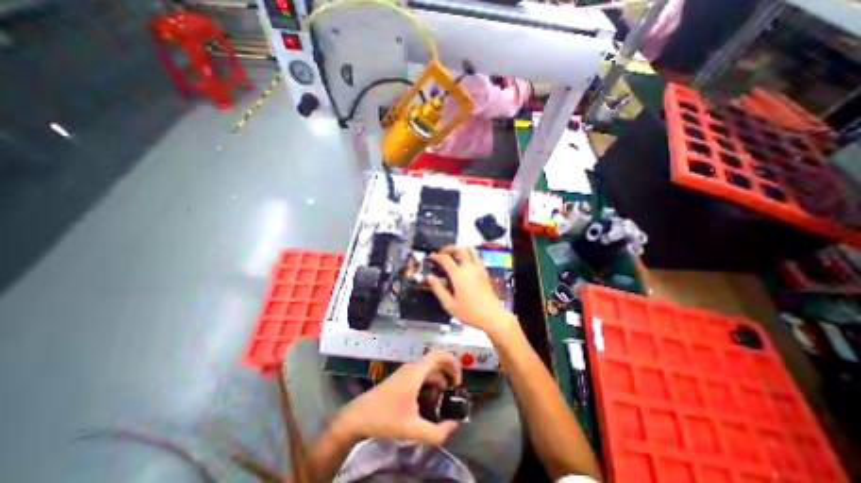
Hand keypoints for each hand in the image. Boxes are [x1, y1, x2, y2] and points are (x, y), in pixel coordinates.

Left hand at [333, 349, 460, 446]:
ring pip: (428, 368)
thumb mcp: (412, 429)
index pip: (438, 354)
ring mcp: (405, 372)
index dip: (452, 362)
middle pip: (435, 361)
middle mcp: (412, 367)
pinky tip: (429, 399)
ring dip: (439, 378)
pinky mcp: (401, 378)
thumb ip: (437, 432)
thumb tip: (454, 426)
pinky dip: (430, 381)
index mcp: (416, 372)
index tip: (458, 381)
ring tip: (444, 398)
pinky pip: (421, 374)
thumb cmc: (385, 418)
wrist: (358, 416)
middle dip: (448, 372)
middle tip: (454, 390)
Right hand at [425, 245, 513, 335]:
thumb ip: (438, 289)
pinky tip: (466, 262)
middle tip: (442, 252)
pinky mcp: (485, 272)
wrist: (492, 316)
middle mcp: (469, 268)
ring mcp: (478, 268)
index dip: (436, 256)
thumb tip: (429, 277)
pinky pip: (477, 256)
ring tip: (454, 253)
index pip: (445, 259)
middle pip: (459, 249)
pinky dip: (470, 254)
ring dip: (461, 248)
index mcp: (458, 275)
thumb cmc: (470, 312)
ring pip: (471, 249)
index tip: (431, 256)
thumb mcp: (449, 304)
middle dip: (449, 248)